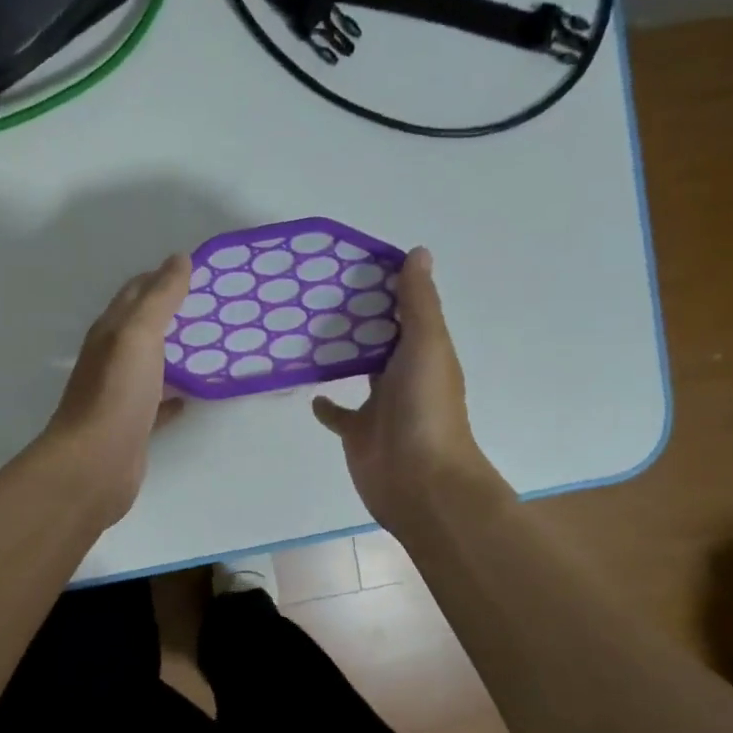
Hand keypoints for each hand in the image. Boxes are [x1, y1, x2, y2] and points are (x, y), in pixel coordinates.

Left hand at [41, 253, 190, 527]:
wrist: (95, 465)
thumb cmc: (116, 394)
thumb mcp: (138, 335)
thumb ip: (159, 298)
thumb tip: (178, 259)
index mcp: (110, 332)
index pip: (135, 293)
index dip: (161, 277)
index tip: (198, 270)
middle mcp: (111, 359)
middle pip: (143, 328)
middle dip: (173, 313)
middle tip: (214, 306)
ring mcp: (120, 395)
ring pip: (151, 365)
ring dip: (176, 353)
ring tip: (213, 345)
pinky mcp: (133, 427)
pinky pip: (157, 403)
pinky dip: (174, 394)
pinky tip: (192, 394)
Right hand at [311, 247, 507, 533]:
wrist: (419, 480)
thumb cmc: (425, 408)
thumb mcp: (427, 345)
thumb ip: (419, 303)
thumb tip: (418, 252)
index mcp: (424, 353)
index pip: (404, 312)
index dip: (385, 288)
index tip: (352, 264)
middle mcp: (404, 376)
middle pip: (379, 341)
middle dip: (358, 321)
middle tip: (316, 293)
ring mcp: (380, 406)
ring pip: (358, 373)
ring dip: (341, 357)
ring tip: (305, 332)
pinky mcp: (357, 433)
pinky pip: (339, 415)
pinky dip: (326, 404)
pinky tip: (310, 391)